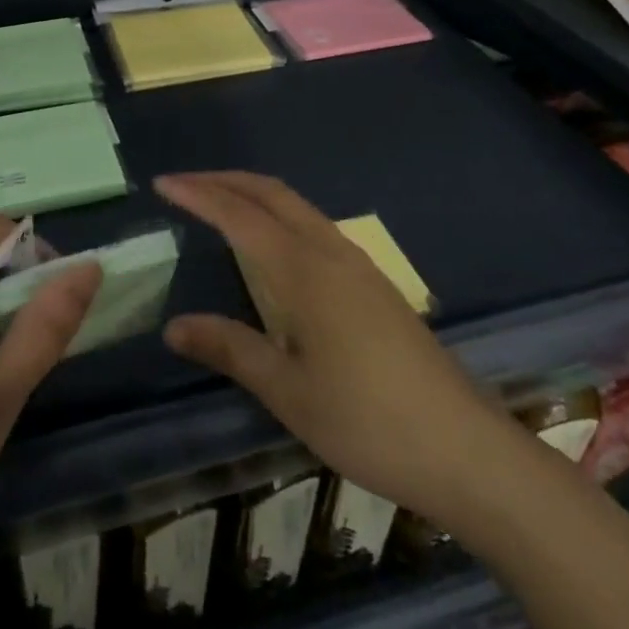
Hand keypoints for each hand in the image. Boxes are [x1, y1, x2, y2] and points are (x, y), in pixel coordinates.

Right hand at [157, 171, 497, 521]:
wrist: (466, 449)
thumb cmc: (368, 421)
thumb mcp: (288, 392)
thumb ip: (230, 349)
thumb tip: (173, 327)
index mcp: (303, 271)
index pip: (239, 216)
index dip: (198, 194)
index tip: (162, 183)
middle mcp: (331, 252)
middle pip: (272, 193)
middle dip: (226, 180)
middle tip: (184, 183)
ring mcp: (358, 265)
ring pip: (297, 207)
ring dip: (254, 194)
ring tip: (220, 204)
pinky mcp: (375, 284)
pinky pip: (315, 226)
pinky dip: (280, 215)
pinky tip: (273, 246)